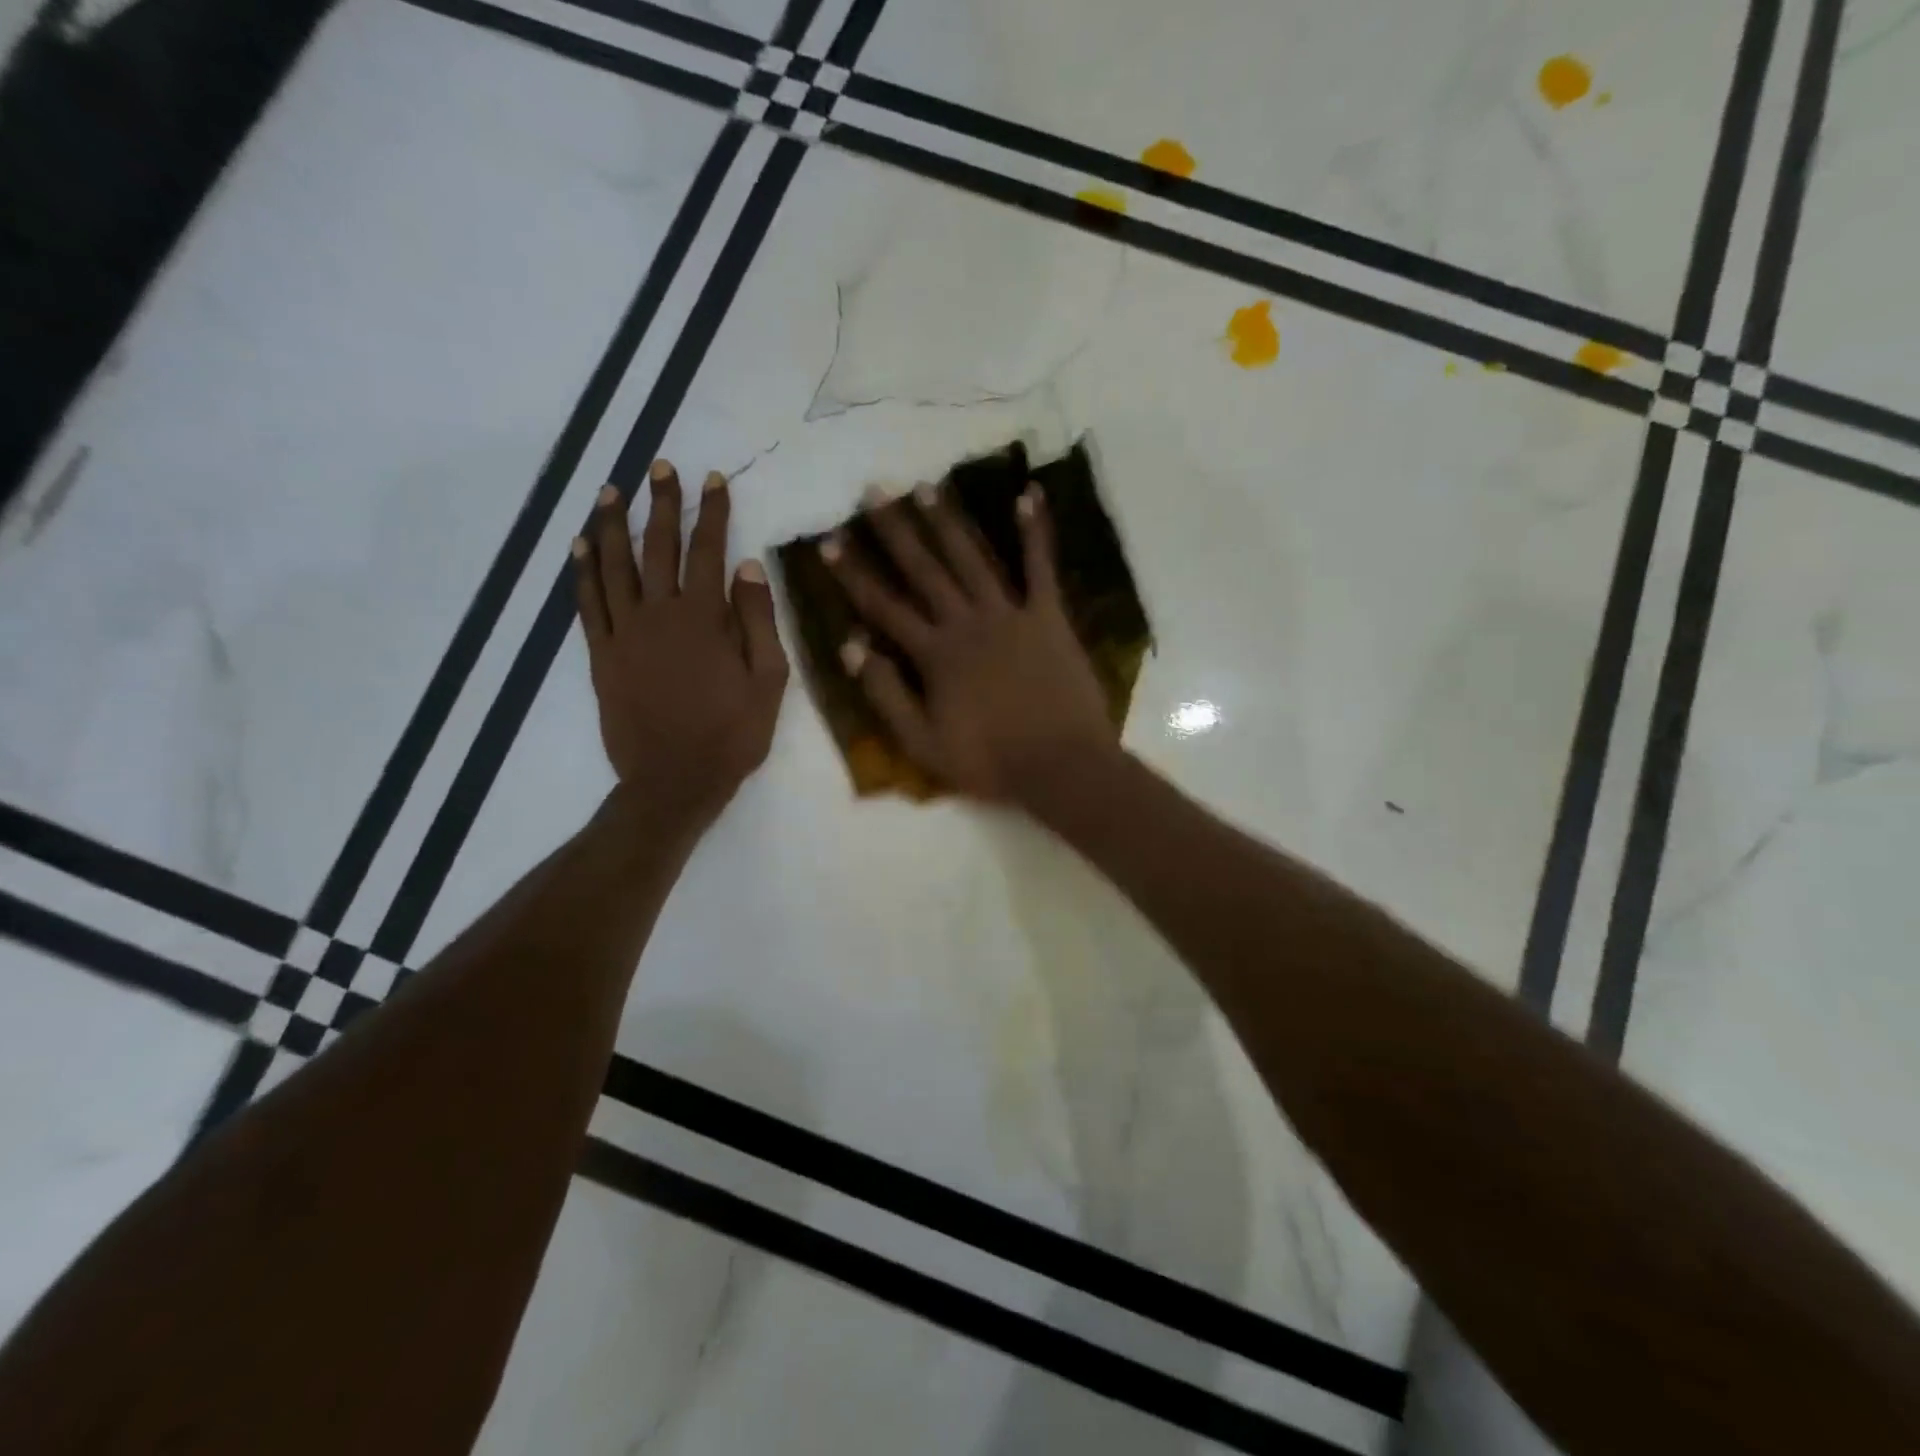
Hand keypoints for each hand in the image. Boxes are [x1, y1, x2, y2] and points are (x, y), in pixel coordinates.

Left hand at [573, 461, 788, 827]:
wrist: (674, 780)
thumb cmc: (731, 734)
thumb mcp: (767, 680)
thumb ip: (758, 621)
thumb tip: (749, 566)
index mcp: (704, 618)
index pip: (708, 550)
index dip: (711, 512)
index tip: (712, 478)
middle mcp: (659, 614)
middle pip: (657, 547)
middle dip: (660, 503)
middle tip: (658, 466)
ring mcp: (624, 633)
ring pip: (614, 566)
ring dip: (613, 524)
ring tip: (611, 490)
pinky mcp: (601, 655)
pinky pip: (587, 603)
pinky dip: (582, 571)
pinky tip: (580, 545)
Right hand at [823, 481, 1117, 805]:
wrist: (1060, 765)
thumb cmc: (989, 761)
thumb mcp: (922, 743)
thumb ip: (885, 694)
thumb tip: (850, 647)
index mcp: (934, 655)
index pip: (884, 606)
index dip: (854, 574)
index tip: (830, 540)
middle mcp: (967, 623)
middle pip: (924, 570)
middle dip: (896, 530)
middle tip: (874, 490)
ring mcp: (1010, 615)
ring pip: (971, 559)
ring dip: (947, 521)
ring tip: (926, 485)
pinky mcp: (1049, 617)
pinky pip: (1040, 567)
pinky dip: (1035, 531)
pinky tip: (1028, 494)